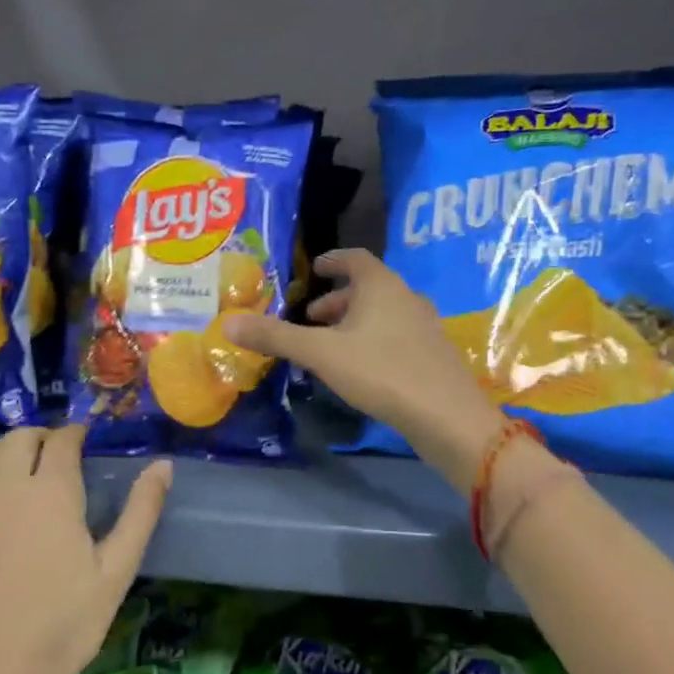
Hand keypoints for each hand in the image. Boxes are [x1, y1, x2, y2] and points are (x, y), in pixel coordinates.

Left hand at [0, 425, 170, 673]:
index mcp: (51, 490)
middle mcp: (4, 486)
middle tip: (56, 455)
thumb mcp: (115, 572)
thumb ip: (141, 512)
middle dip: (41, 437)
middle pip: (19, 437)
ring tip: (18, 470)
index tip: (84, 441)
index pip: (62, 440)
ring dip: (4, 451)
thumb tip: (163, 464)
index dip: (76, 434)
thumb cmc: (61, 626)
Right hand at [222, 250, 506, 490]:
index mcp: (381, 285)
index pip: (354, 258)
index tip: (313, 269)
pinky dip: (373, 340)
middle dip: (336, 300)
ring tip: (329, 346)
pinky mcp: (432, 354)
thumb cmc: (381, 371)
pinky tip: (360, 369)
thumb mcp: (321, 354)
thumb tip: (227, 322)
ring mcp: (424, 325)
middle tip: (310, 318)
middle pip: (368, 287)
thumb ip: (276, 337)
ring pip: (383, 313)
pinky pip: (395, 335)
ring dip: (354, 322)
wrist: (446, 415)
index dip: (332, 260)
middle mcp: (406, 296)